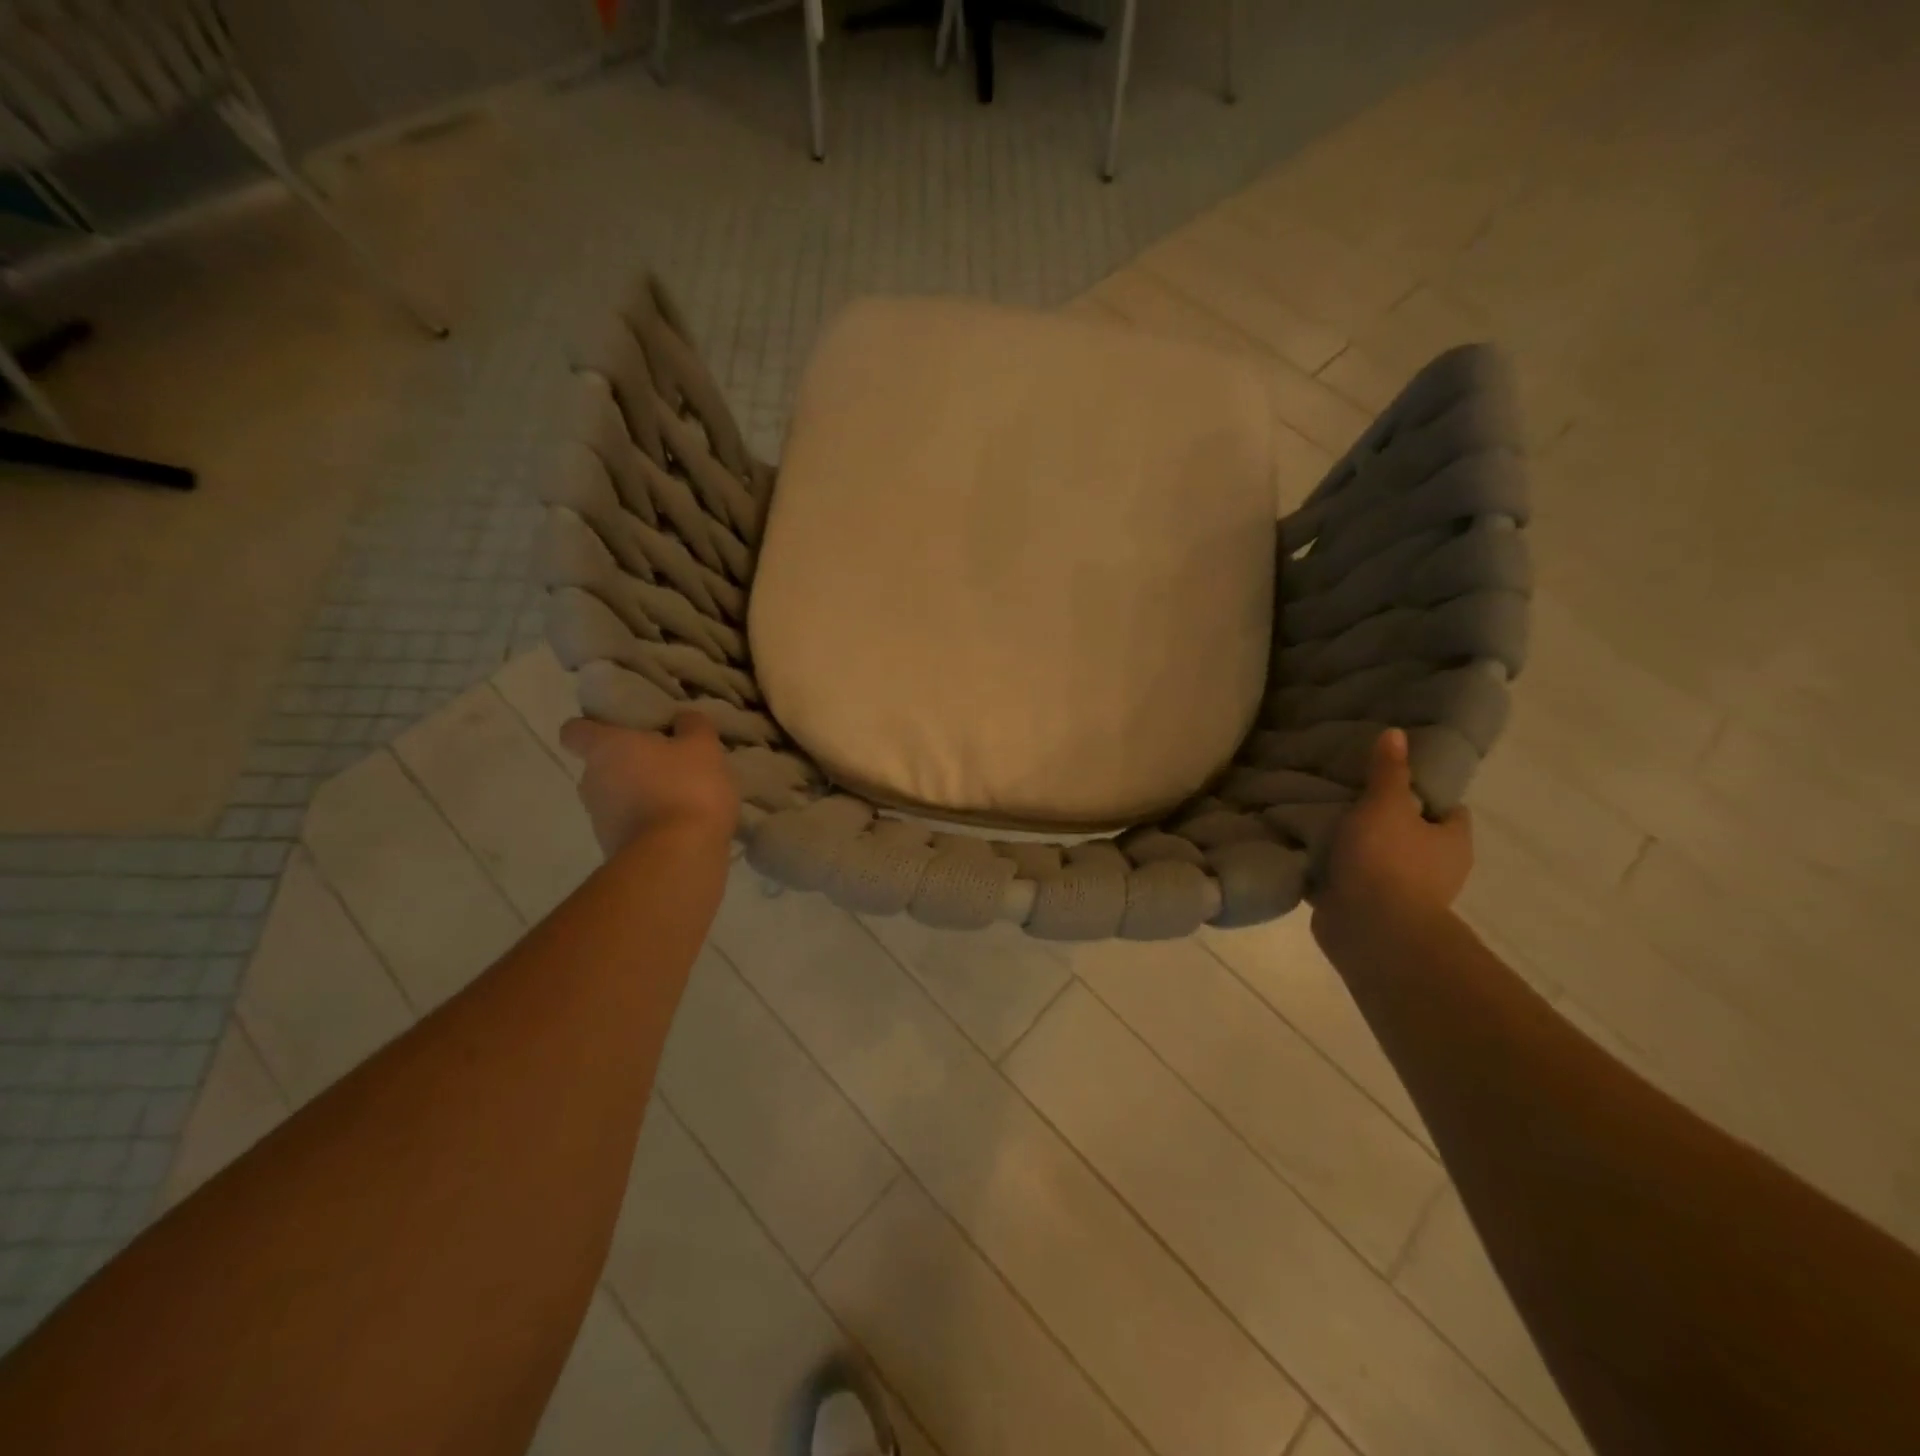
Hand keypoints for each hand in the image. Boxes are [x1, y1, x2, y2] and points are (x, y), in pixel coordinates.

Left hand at [558, 712, 737, 857]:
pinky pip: (631, 826)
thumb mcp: (703, 748)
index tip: (618, 729)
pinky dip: (651, 823)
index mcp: (605, 749)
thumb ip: (693, 727)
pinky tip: (682, 824)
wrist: (678, 858)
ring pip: (616, 798)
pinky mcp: (614, 850)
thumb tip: (684, 718)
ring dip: (640, 796)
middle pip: (600, 766)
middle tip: (663, 762)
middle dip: (628, 764)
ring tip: (679, 796)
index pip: (575, 730)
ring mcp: (599, 820)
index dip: (593, 727)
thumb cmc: (685, 788)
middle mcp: (591, 782)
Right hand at [1313, 728, 1471, 934]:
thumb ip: (1388, 771)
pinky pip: (1350, 881)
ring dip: (1355, 846)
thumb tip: (1397, 733)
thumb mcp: (1385, 804)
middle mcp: (1435, 869)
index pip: (1448, 809)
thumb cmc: (1388, 860)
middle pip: (1410, 833)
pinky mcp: (1368, 909)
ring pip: (1378, 858)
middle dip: (1382, 818)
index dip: (1424, 791)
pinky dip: (1334, 870)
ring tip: (1321, 818)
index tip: (1391, 777)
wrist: (1370, 929)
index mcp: (1451, 842)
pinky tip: (1308, 850)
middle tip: (1347, 793)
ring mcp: (1401, 892)